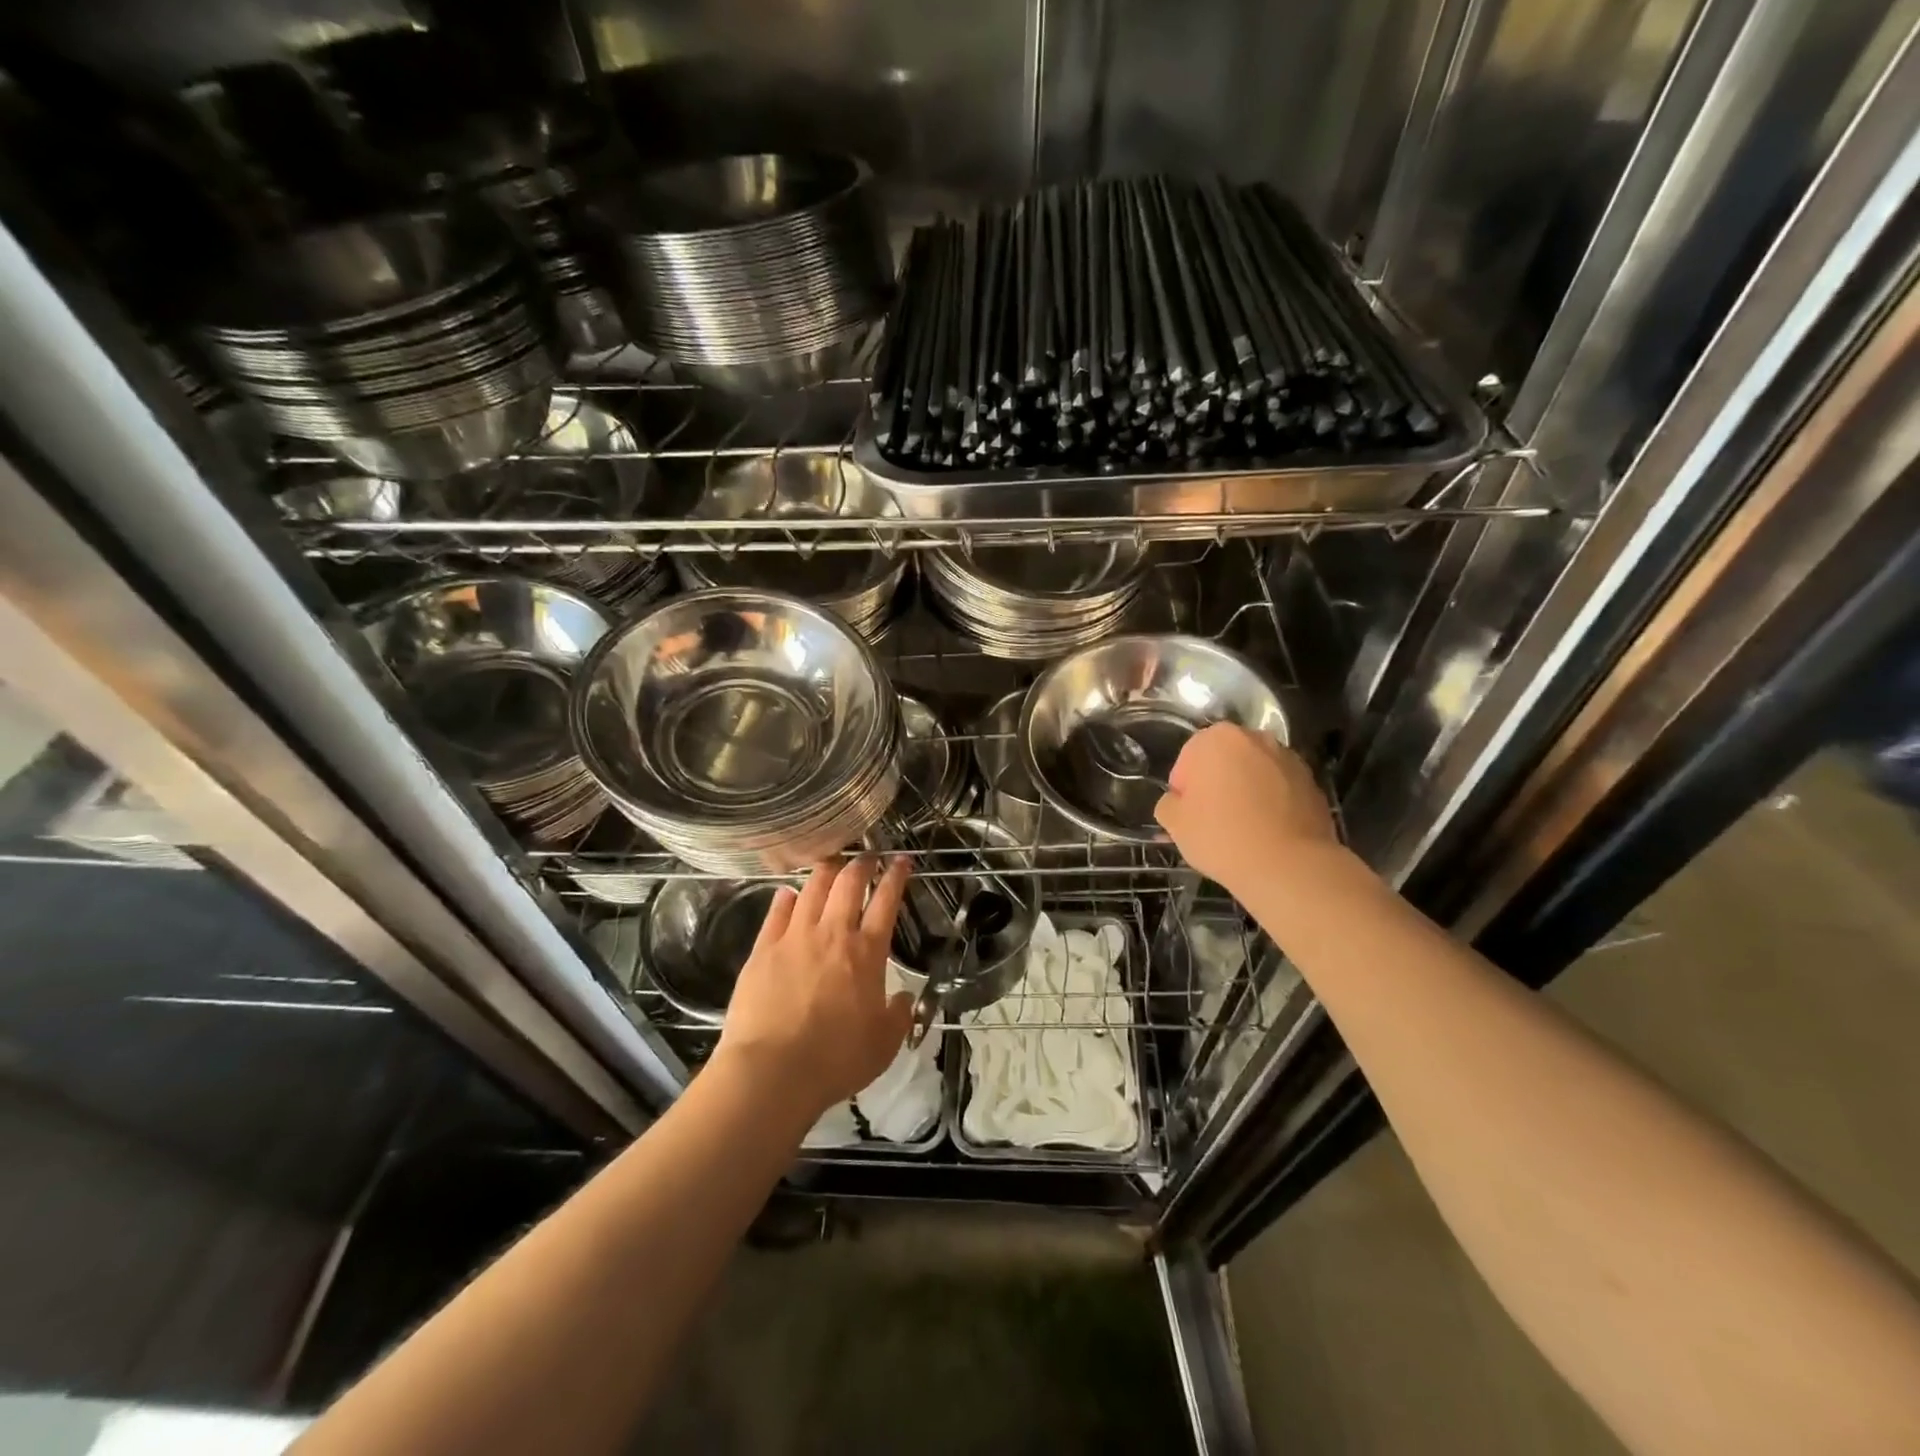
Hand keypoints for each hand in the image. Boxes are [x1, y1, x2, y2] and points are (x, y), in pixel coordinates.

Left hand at [713, 855, 913, 1115]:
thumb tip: (903, 998)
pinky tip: (789, 892)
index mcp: (867, 952)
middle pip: (849, 883)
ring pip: (813, 888)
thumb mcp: (884, 1044)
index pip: (887, 901)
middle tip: (868, 856)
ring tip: (832, 862)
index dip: (896, 876)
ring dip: (826, 871)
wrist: (772, 1071)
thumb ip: (898, 1015)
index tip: (901, 860)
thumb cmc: (836, 1060)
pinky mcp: (763, 949)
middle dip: (862, 863)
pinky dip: (787, 897)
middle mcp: (832, 933)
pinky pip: (777, 911)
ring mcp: (794, 937)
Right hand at [1155, 724, 1338, 894]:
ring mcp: (1290, 760)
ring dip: (1247, 791)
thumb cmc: (1221, 836)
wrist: (1287, 866)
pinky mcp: (1313, 785)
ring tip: (1242, 828)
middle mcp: (1257, 739)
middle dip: (1217, 783)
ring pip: (1256, 773)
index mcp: (1218, 739)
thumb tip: (1178, 802)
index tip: (1187, 813)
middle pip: (1226, 760)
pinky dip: (1273, 804)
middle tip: (1211, 818)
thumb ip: (1168, 804)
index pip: (1189, 757)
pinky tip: (1267, 833)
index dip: (1184, 786)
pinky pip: (1281, 791)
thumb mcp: (1174, 823)